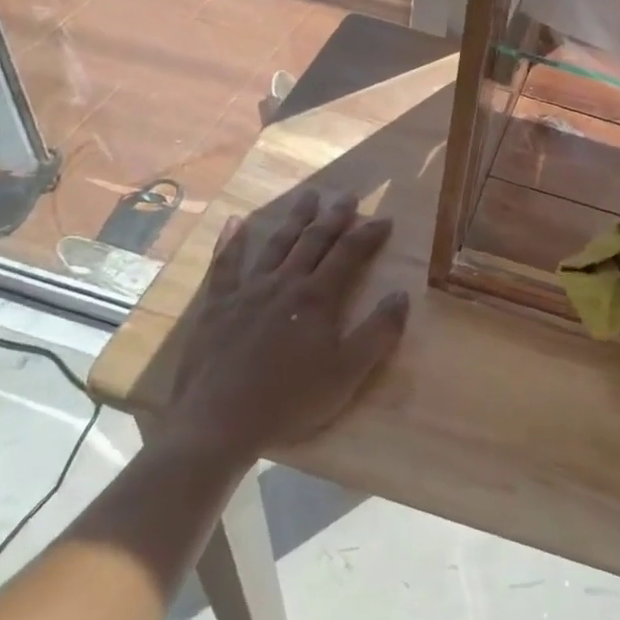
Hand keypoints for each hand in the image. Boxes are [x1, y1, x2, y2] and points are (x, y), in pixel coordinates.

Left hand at [161, 190, 408, 467]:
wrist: (218, 423)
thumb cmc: (290, 400)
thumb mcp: (347, 373)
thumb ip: (379, 332)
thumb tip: (402, 294)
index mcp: (317, 297)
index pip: (349, 253)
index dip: (369, 234)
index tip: (385, 219)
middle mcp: (285, 282)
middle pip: (314, 240)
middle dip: (335, 216)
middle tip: (348, 196)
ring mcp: (248, 290)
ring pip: (277, 243)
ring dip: (295, 218)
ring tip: (309, 196)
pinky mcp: (217, 305)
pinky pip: (225, 265)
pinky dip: (232, 241)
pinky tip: (235, 221)